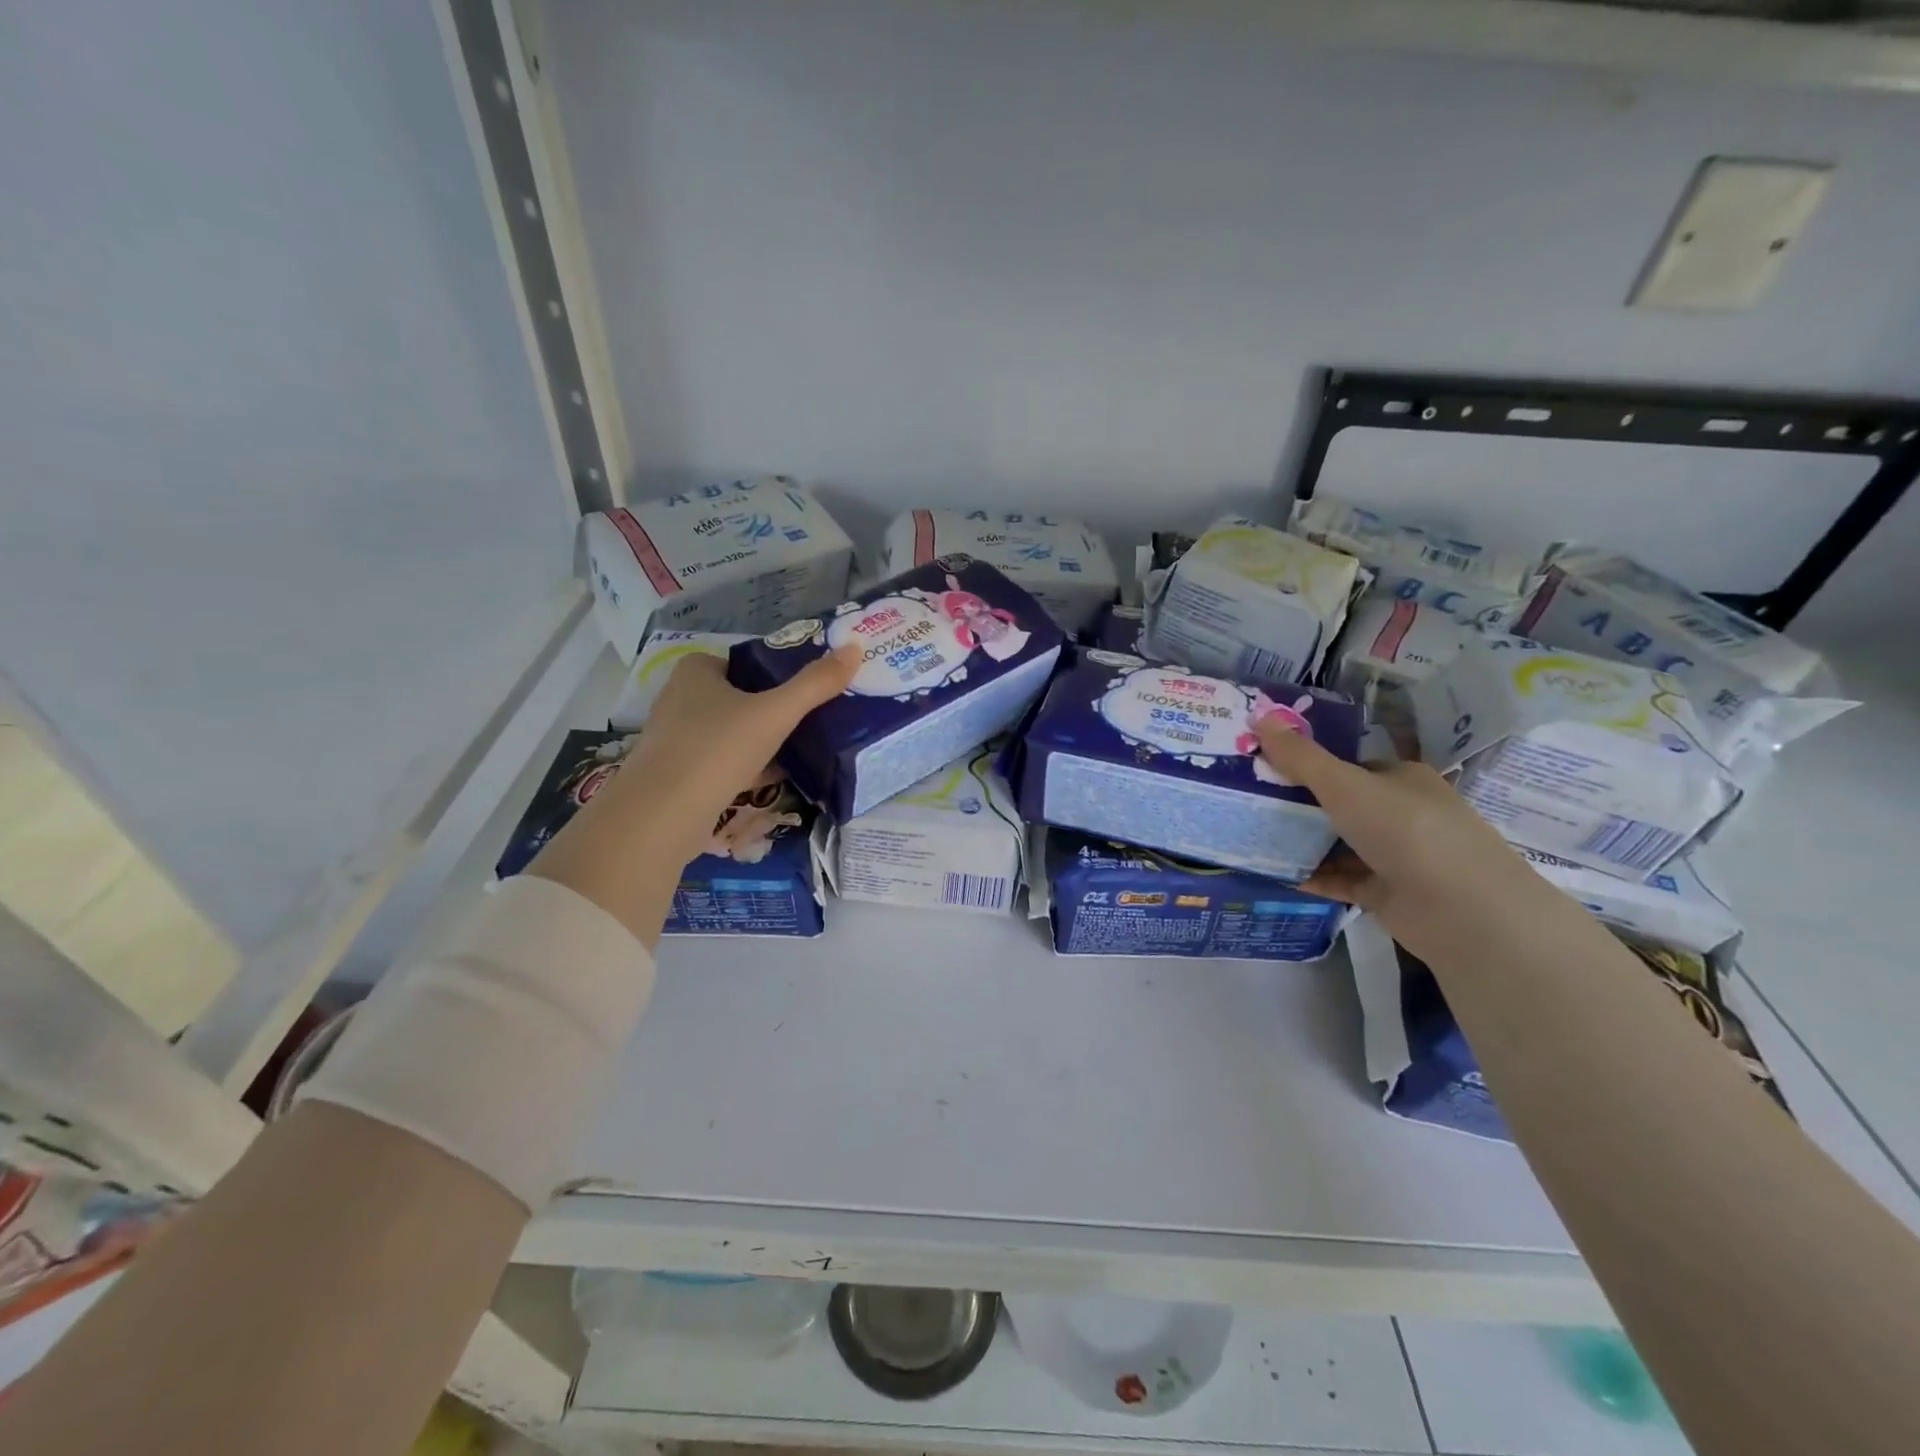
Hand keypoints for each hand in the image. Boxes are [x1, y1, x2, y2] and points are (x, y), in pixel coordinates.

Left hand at [609, 646, 861, 863]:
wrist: (661, 817)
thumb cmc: (717, 749)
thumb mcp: (775, 713)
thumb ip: (815, 684)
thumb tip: (857, 647)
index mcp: (696, 672)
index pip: (743, 663)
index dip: (775, 674)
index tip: (807, 692)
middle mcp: (679, 699)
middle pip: (738, 699)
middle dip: (770, 711)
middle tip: (811, 721)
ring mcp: (675, 739)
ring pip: (729, 733)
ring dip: (760, 742)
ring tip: (801, 750)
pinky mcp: (676, 775)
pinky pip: (721, 763)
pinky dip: (746, 768)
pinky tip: (773, 780)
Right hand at [1254, 718, 1563, 961]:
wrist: (1462, 911)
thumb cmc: (1405, 830)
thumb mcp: (1344, 785)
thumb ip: (1300, 757)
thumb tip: (1259, 715)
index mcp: (1401, 779)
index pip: (1349, 767)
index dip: (1307, 765)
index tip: (1264, 768)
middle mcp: (1401, 814)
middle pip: (1339, 805)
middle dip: (1296, 805)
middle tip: (1246, 801)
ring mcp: (1396, 857)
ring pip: (1338, 844)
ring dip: (1300, 842)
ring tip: (1250, 836)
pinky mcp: (1387, 894)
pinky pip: (1339, 879)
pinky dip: (1310, 876)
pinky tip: (1273, 873)